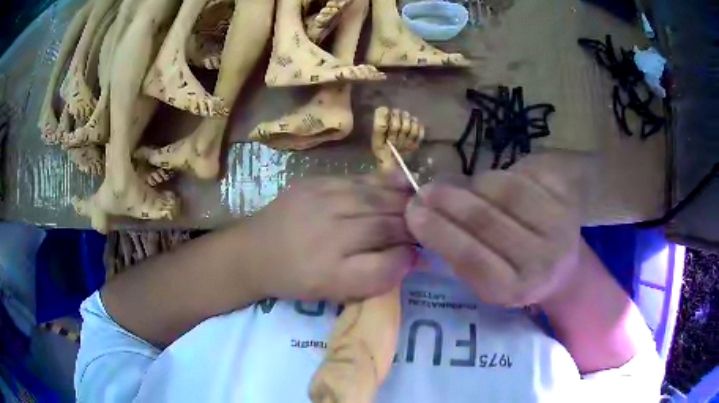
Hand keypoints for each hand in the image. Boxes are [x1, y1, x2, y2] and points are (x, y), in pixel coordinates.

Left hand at [245, 173, 416, 301]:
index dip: (410, 253)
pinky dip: (382, 182)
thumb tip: (410, 256)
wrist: (252, 252)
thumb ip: (375, 277)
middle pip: (385, 223)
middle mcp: (328, 233)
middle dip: (412, 223)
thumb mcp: (334, 292)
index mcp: (332, 271)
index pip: (388, 261)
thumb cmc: (295, 278)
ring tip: (420, 201)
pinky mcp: (313, 182)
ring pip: (375, 197)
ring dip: (403, 199)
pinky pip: (357, 180)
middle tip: (429, 223)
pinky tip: (399, 182)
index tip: (422, 249)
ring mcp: (320, 201)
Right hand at [405, 154, 582, 306]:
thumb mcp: (486, 284)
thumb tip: (424, 213)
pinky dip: (498, 175)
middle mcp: (543, 258)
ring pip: (505, 190)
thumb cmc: (517, 279)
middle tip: (425, 189)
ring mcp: (560, 223)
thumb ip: (459, 256)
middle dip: (449, 199)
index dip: (439, 231)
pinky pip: (523, 174)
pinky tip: (490, 184)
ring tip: (459, 187)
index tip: (413, 211)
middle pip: (488, 219)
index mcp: (515, 289)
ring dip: (473, 184)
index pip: (472, 257)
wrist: (565, 269)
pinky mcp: (567, 195)